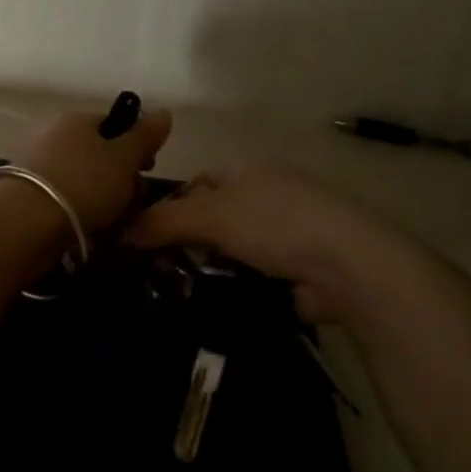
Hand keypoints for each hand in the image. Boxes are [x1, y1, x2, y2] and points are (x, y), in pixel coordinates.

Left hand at [12, 104, 172, 235]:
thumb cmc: (83, 183)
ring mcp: (37, 165)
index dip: (135, 147)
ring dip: (103, 199)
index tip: (147, 171)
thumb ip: (144, 136)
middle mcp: (54, 135)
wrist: (25, 223)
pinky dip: (80, 212)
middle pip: (99, 154)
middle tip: (131, 202)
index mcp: (76, 120)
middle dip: (121, 178)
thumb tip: (164, 111)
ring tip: (113, 222)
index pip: (113, 125)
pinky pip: (65, 198)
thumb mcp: (123, 159)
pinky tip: (90, 231)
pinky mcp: (27, 194)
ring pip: (83, 179)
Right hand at [126, 160, 421, 324]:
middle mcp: (267, 192)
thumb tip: (122, 232)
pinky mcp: (300, 265)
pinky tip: (216, 303)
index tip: (147, 238)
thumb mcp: (209, 215)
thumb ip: (162, 221)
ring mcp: (288, 230)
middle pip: (213, 216)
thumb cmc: (274, 222)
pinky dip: (237, 285)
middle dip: (189, 242)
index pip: (196, 183)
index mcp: (247, 168)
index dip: (170, 207)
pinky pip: (254, 273)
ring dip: (212, 268)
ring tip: (181, 293)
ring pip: (233, 248)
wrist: (348, 264)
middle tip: (160, 271)